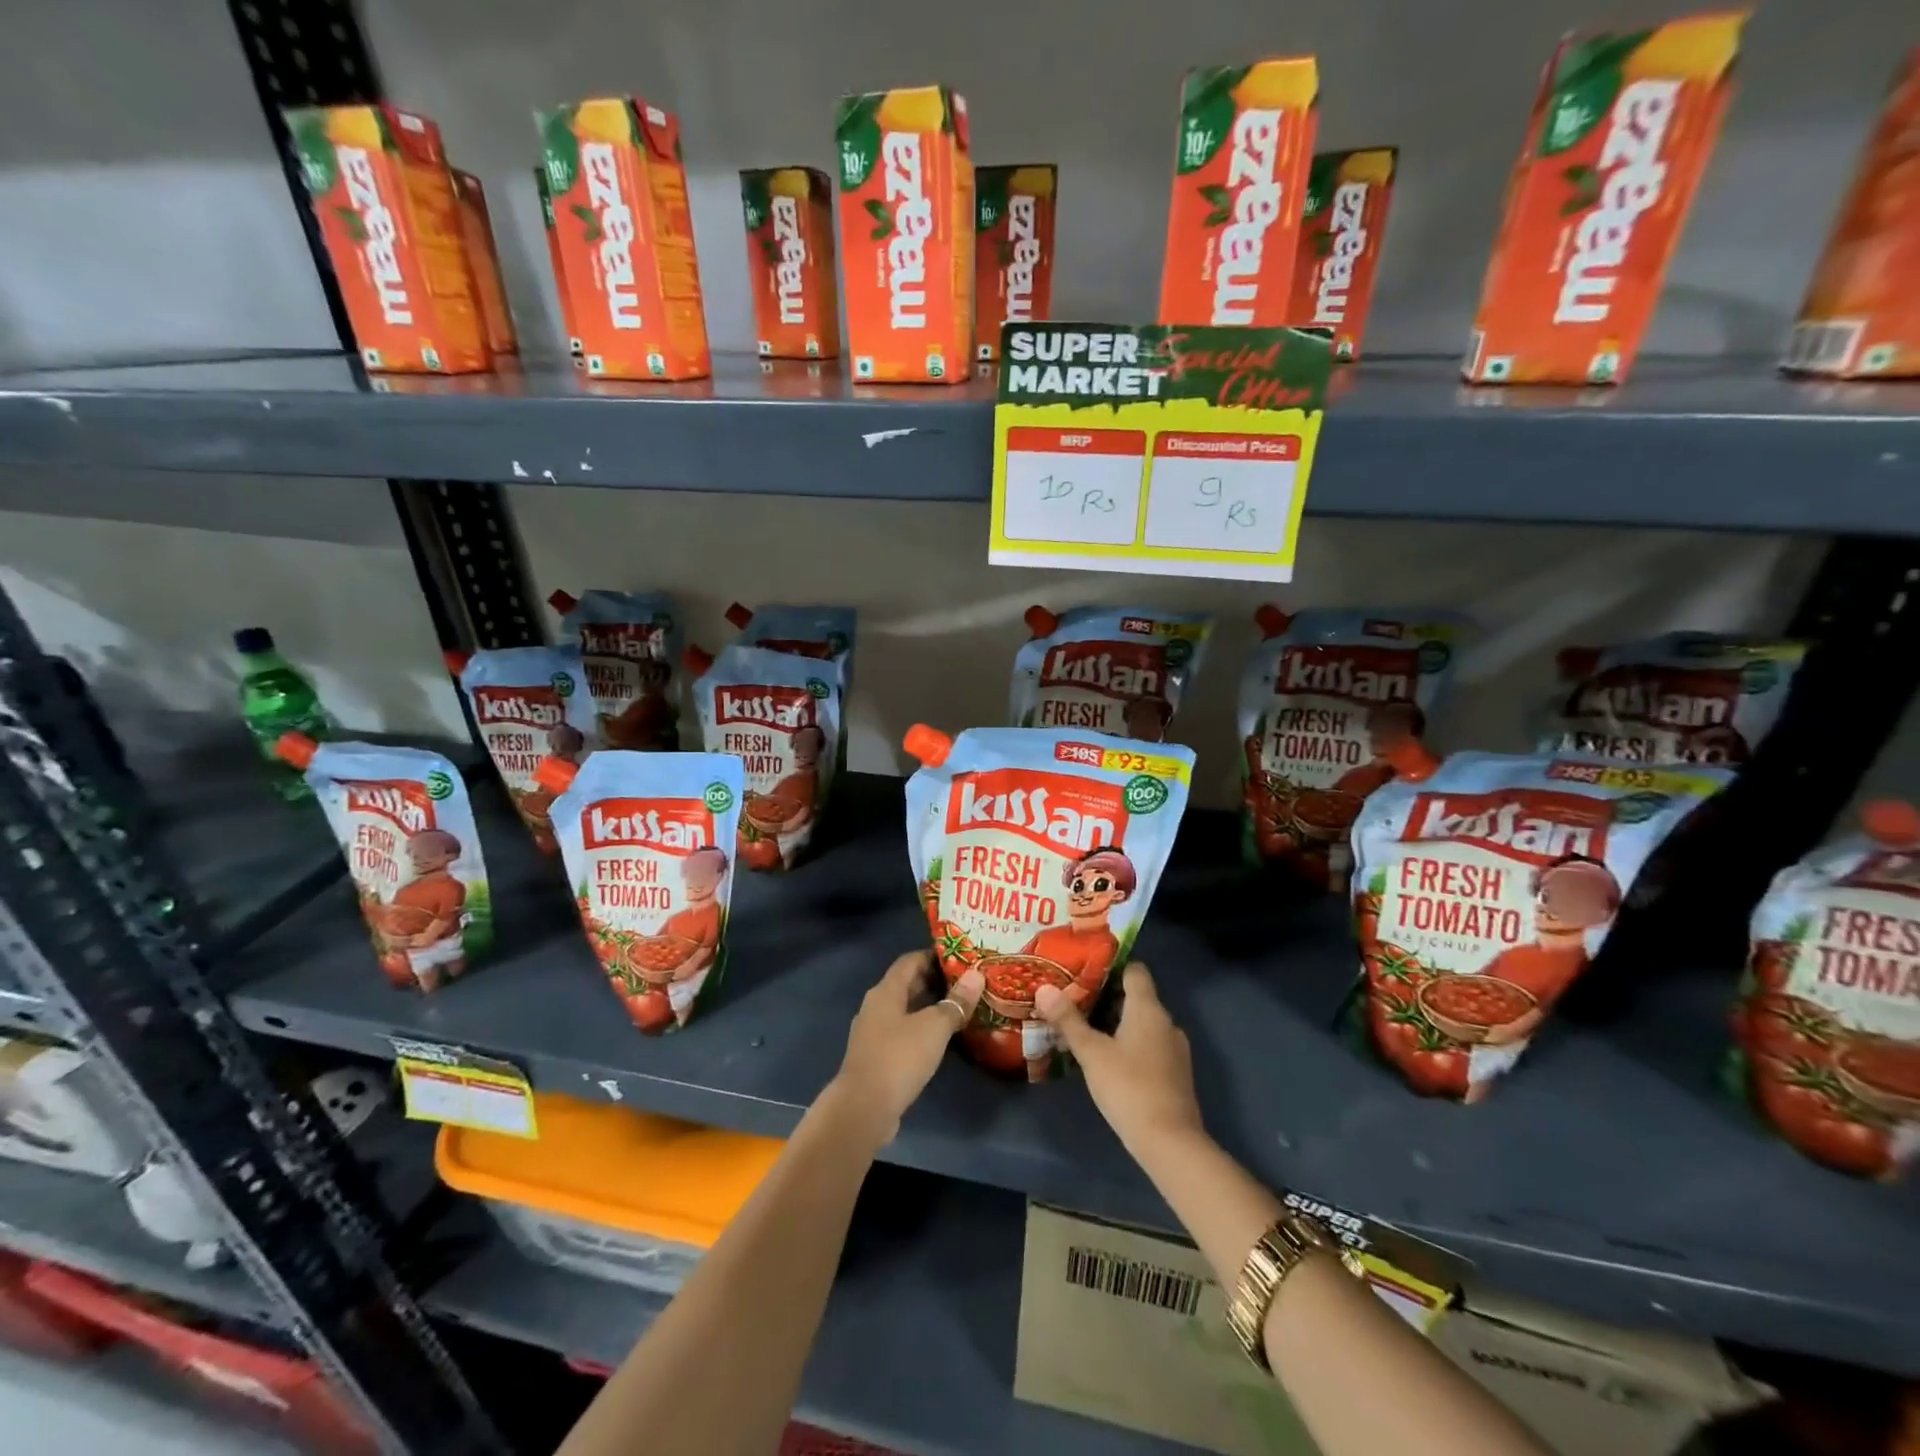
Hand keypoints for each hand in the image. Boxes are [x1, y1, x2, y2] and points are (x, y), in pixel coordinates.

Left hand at [832, 951, 983, 1144]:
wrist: (864, 1109)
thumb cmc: (899, 1058)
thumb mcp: (934, 1027)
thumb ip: (956, 1002)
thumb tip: (977, 976)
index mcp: (885, 991)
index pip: (910, 960)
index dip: (934, 955)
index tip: (961, 956)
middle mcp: (876, 1006)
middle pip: (907, 984)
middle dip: (936, 980)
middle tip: (967, 981)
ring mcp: (874, 1033)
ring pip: (906, 1010)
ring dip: (930, 1006)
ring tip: (961, 1006)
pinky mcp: (878, 1057)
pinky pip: (903, 1032)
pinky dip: (922, 1028)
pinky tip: (943, 1038)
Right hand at [1035, 963, 1204, 1157]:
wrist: (1170, 1143)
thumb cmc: (1129, 1087)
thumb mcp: (1091, 1053)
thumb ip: (1068, 1020)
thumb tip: (1043, 988)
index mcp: (1148, 1008)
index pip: (1135, 970)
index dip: (1112, 967)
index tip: (1085, 971)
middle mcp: (1166, 1022)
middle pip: (1137, 997)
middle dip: (1108, 997)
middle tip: (1076, 1000)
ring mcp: (1175, 1049)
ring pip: (1144, 1023)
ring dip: (1119, 1023)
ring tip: (1087, 1029)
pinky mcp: (1176, 1073)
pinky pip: (1150, 1045)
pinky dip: (1131, 1044)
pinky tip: (1109, 1059)